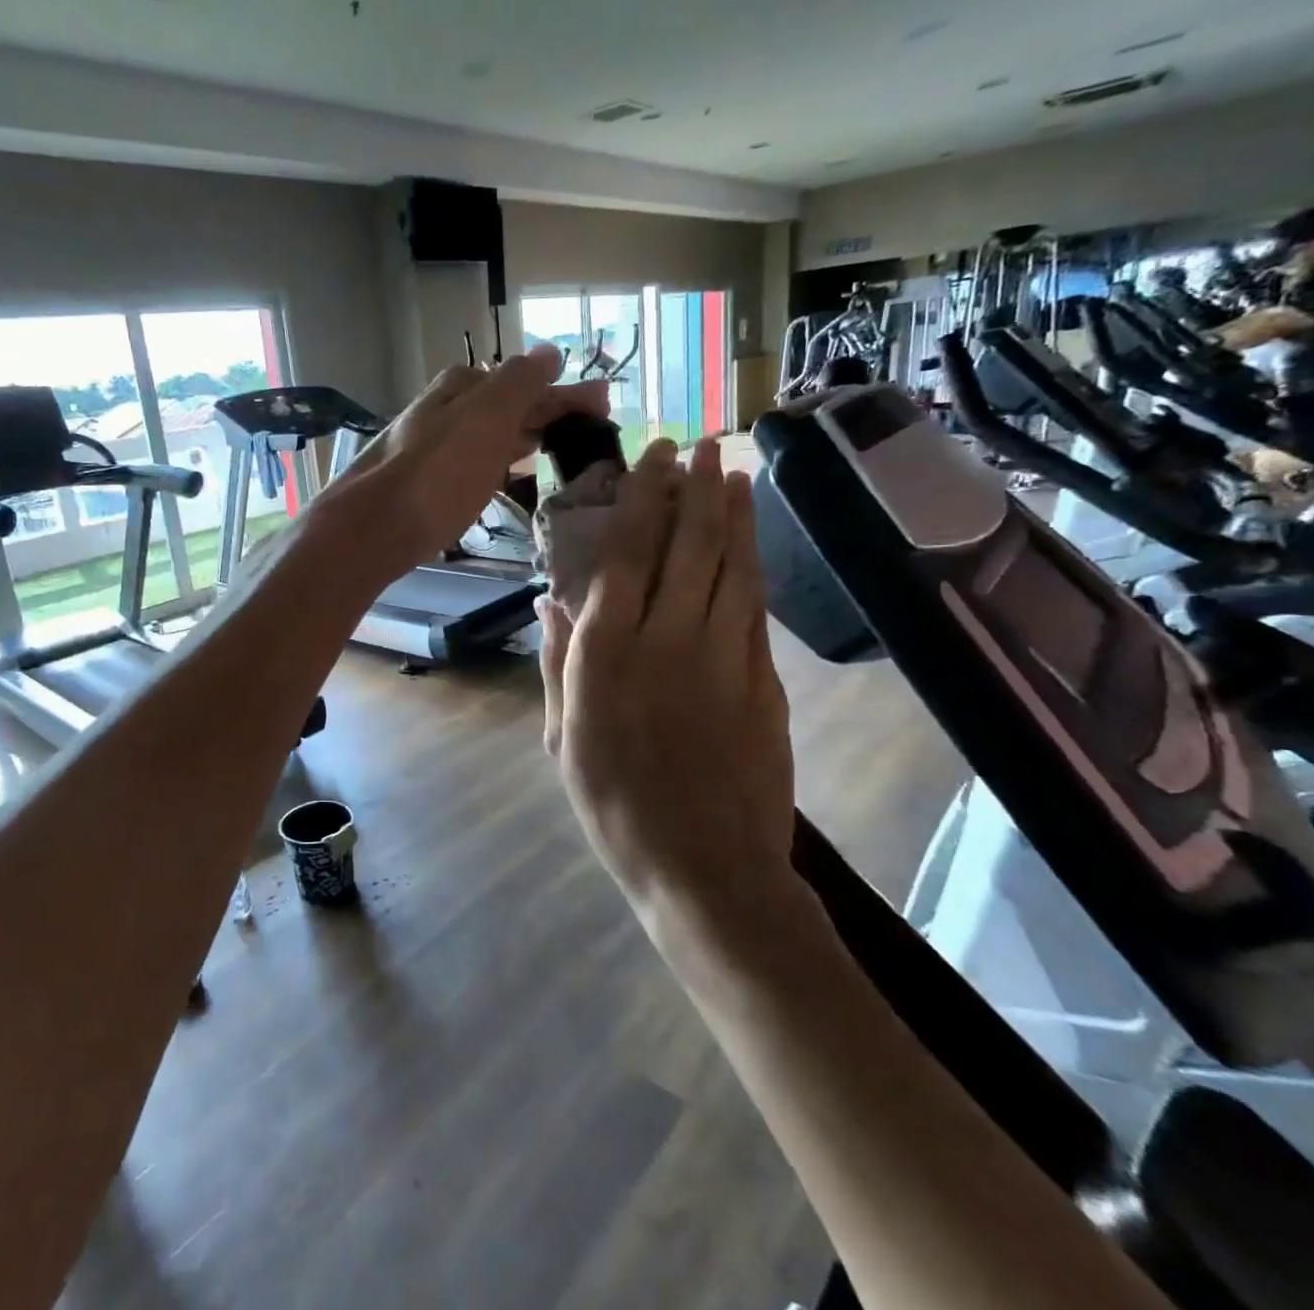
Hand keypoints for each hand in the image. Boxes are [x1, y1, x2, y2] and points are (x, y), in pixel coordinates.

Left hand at [322, 347, 607, 576]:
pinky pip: (470, 462)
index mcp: (459, 388)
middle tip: (588, 429)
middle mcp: (440, 410)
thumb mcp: (486, 418)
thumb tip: (549, 351)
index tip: (603, 405)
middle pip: (504, 405)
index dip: (564, 392)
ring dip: (522, 434)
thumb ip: (519, 383)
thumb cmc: (436, 475)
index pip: (525, 381)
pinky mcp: (420, 486)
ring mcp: (427, 448)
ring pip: (486, 433)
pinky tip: (503, 475)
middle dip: (546, 412)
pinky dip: (496, 461)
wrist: (369, 530)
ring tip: (554, 446)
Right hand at [539, 438, 794, 911]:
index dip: (646, 496)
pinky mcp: (764, 681)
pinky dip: (752, 567)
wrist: (705, 867)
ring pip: (733, 567)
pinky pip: (755, 609)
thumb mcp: (563, 739)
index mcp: (609, 654)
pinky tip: (750, 545)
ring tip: (733, 475)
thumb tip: (550, 604)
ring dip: (735, 516)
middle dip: (698, 488)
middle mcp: (669, 639)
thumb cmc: (615, 806)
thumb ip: (558, 664)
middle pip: (691, 545)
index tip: (656, 457)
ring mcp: (725, 657)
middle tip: (705, 446)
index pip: (630, 552)